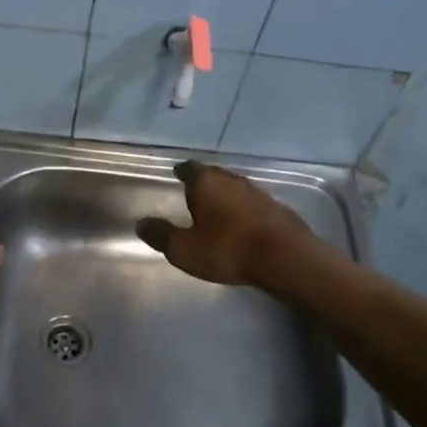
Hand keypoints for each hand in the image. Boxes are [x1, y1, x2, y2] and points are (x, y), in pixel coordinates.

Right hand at [137, 160, 317, 287]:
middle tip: (195, 191)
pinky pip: (254, 204)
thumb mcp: (185, 249)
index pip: (190, 168)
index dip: (182, 171)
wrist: (286, 257)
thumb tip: (140, 223)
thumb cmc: (228, 249)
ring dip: (227, 195)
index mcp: (207, 183)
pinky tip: (244, 222)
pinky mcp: (278, 208)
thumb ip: (162, 235)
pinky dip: (245, 209)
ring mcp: (259, 192)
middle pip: (215, 175)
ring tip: (218, 207)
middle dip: (205, 182)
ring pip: (236, 188)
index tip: (177, 173)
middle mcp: (232, 180)